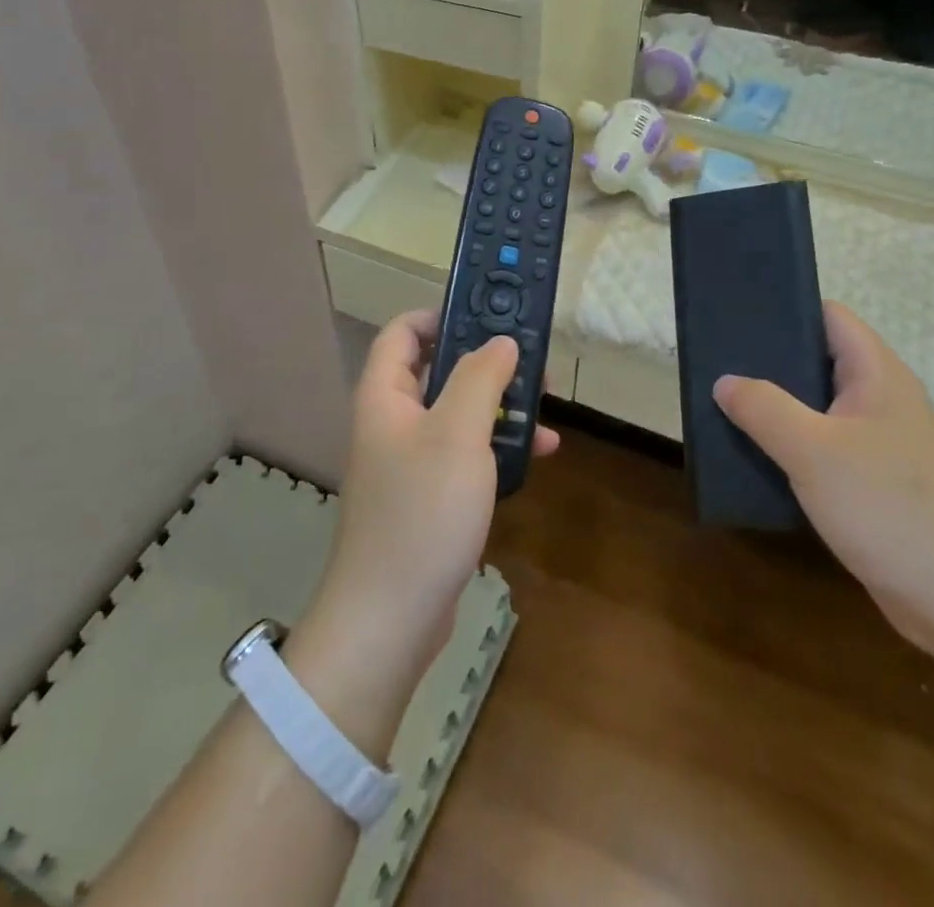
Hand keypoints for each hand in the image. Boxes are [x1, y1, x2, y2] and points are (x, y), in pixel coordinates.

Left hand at [308, 311, 559, 681]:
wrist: (391, 617)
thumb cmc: (422, 511)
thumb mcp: (458, 433)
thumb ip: (481, 378)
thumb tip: (501, 341)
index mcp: (386, 395)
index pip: (404, 332)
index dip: (442, 316)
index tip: (490, 316)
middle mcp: (393, 420)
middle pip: (440, 370)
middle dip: (488, 362)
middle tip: (534, 363)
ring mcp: (411, 460)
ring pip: (460, 412)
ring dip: (502, 405)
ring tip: (547, 406)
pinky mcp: (430, 495)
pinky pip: (466, 453)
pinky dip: (498, 446)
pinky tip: (540, 453)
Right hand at [713, 303, 933, 659]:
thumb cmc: (889, 508)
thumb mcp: (812, 450)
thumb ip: (763, 408)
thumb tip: (724, 381)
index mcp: (877, 374)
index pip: (829, 316)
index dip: (785, 308)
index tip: (736, 316)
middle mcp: (881, 400)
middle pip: (818, 361)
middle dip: (769, 362)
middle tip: (717, 364)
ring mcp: (880, 444)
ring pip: (817, 409)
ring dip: (776, 409)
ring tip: (724, 406)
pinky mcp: (874, 484)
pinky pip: (823, 449)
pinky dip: (790, 447)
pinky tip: (755, 457)